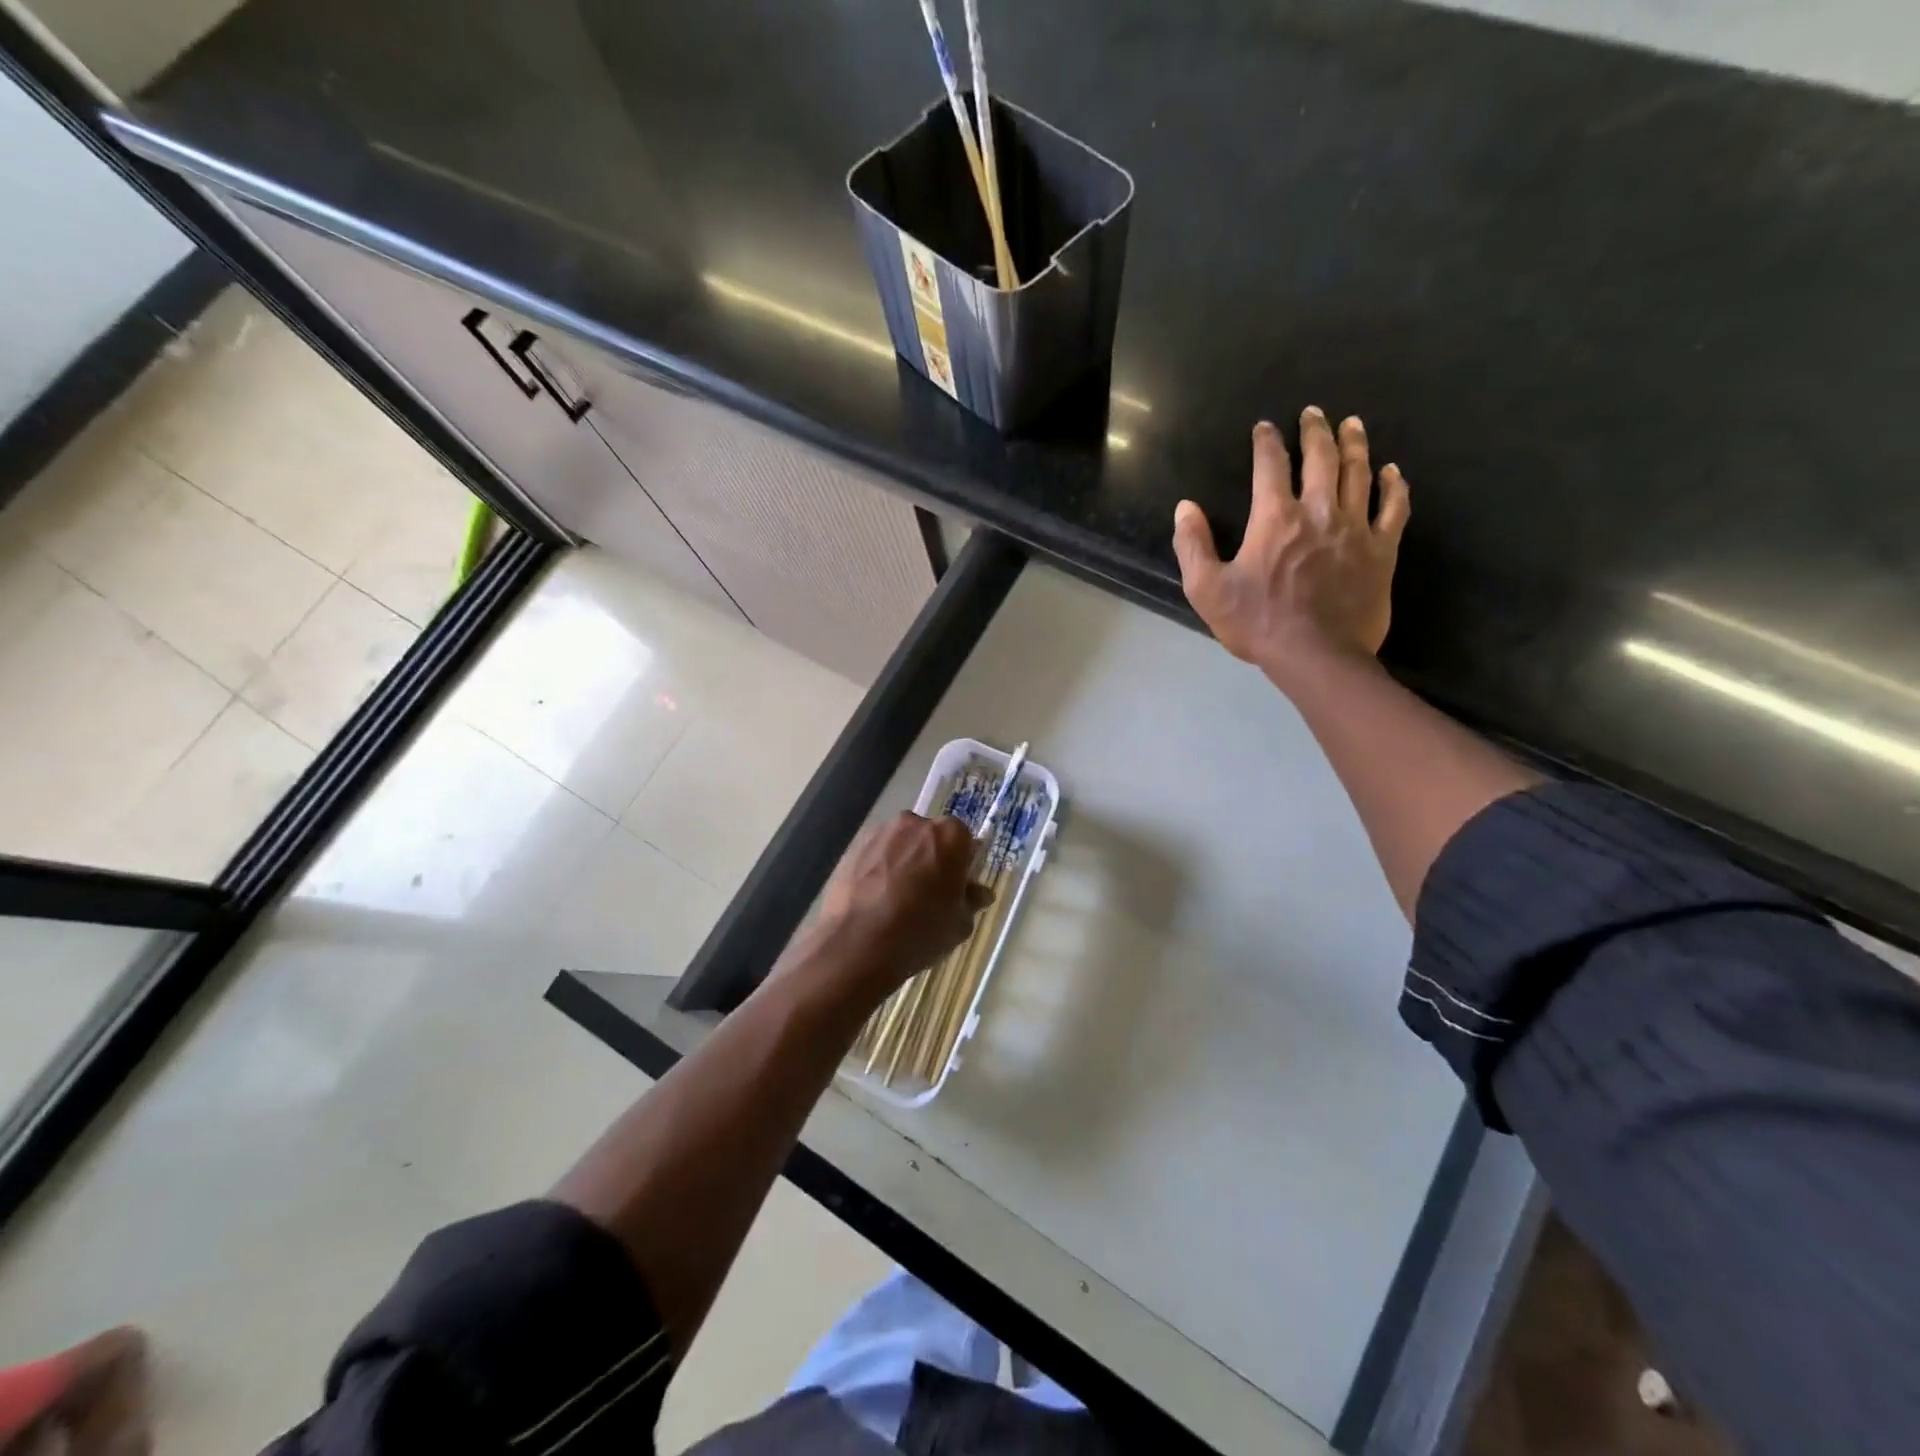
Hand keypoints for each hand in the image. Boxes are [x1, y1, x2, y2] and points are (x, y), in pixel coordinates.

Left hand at [799, 812, 990, 1004]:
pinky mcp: (853, 847)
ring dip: (903, 861)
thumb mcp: (959, 924)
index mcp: (950, 836)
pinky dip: (878, 869)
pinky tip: (874, 899)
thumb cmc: (920, 931)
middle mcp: (915, 823)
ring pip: (900, 844)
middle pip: (930, 837)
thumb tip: (978, 893)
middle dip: (931, 858)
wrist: (857, 945)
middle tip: (928, 893)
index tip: (957, 886)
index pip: (964, 840)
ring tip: (896, 898)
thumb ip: (971, 901)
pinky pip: (875, 854)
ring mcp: (880, 833)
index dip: (962, 863)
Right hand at [1173, 409, 1409, 687]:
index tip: (1265, 427)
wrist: (1317, 655)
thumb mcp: (1207, 589)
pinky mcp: (1382, 551)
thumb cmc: (1258, 623)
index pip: (1270, 466)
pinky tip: (1393, 472)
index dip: (1266, 442)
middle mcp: (1319, 511)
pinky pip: (1393, 508)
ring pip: (1359, 473)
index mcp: (1275, 518)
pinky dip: (1394, 486)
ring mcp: (1356, 529)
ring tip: (1352, 425)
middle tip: (1314, 413)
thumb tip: (1185, 507)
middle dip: (1316, 431)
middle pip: (1321, 458)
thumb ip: (1193, 545)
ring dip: (1355, 445)